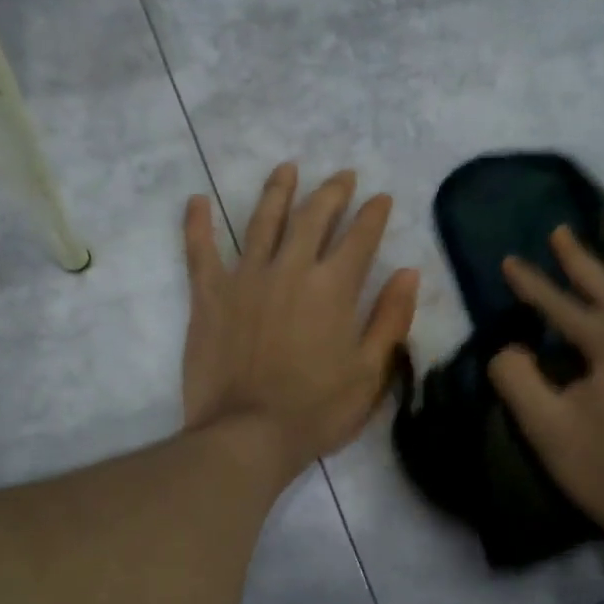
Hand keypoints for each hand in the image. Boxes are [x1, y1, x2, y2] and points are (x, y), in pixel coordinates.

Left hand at [183, 163, 419, 484]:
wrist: (247, 434)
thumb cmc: (316, 410)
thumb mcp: (370, 372)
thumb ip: (390, 318)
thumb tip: (408, 272)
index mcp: (333, 287)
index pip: (360, 237)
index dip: (373, 214)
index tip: (381, 197)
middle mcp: (291, 269)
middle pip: (314, 217)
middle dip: (332, 192)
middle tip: (342, 175)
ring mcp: (245, 277)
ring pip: (263, 221)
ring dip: (278, 191)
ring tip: (287, 168)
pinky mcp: (209, 295)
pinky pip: (200, 250)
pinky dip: (197, 224)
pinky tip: (196, 200)